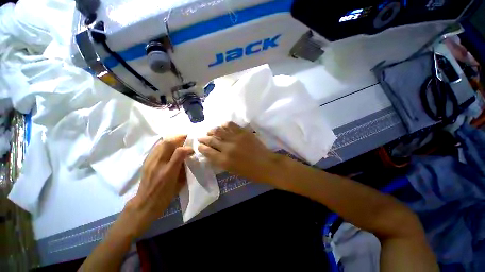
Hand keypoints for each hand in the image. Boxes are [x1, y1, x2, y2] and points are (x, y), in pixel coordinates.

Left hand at [124, 135, 193, 236]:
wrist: (145, 203)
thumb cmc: (165, 196)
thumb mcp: (180, 184)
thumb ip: (185, 169)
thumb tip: (189, 157)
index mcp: (169, 171)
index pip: (179, 152)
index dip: (188, 148)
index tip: (192, 149)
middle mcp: (158, 164)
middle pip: (167, 143)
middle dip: (179, 137)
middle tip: (186, 137)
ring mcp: (150, 162)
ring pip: (161, 143)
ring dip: (172, 139)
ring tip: (179, 140)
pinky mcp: (146, 161)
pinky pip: (156, 147)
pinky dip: (165, 144)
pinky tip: (169, 146)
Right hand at [198, 122, 281, 184]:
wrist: (266, 164)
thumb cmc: (250, 172)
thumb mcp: (232, 170)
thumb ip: (221, 161)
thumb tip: (212, 153)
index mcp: (224, 161)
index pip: (207, 151)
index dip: (201, 147)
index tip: (199, 145)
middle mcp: (227, 148)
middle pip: (211, 140)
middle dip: (204, 138)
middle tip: (201, 137)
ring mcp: (235, 138)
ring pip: (219, 131)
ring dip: (212, 130)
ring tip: (210, 131)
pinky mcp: (243, 132)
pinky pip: (230, 125)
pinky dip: (224, 125)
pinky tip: (222, 126)